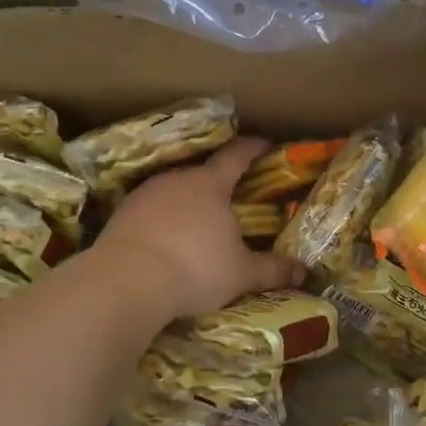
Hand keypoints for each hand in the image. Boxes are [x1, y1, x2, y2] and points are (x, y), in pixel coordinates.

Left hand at [96, 138, 303, 321]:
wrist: (126, 281)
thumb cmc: (195, 269)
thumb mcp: (241, 274)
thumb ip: (272, 270)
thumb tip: (304, 272)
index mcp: (211, 184)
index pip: (237, 155)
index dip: (253, 147)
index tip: (265, 143)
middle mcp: (177, 179)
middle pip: (202, 172)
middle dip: (218, 182)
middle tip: (231, 196)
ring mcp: (145, 194)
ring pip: (173, 190)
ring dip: (186, 202)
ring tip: (196, 223)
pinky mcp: (121, 214)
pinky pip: (149, 210)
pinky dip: (161, 220)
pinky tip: (165, 240)